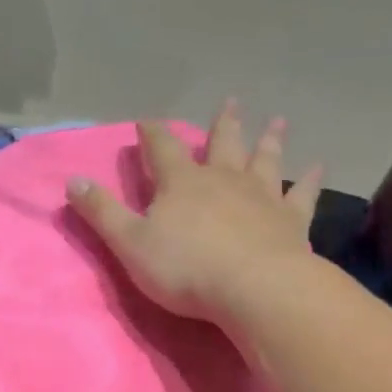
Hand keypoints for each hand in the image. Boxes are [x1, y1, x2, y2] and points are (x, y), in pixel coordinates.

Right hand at [68, 101, 321, 322]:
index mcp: (181, 183)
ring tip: (278, 122)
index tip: (147, 121)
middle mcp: (223, 179)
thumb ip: (101, 212)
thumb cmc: (185, 268)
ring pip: (265, 160)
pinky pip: (302, 194)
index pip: (162, 148)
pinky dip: (310, 180)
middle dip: (223, 124)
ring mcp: (261, 196)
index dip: (152, 134)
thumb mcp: (129, 243)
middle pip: (223, 143)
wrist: (255, 289)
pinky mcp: (291, 221)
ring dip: (268, 140)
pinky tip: (319, 167)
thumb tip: (72, 180)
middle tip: (233, 102)